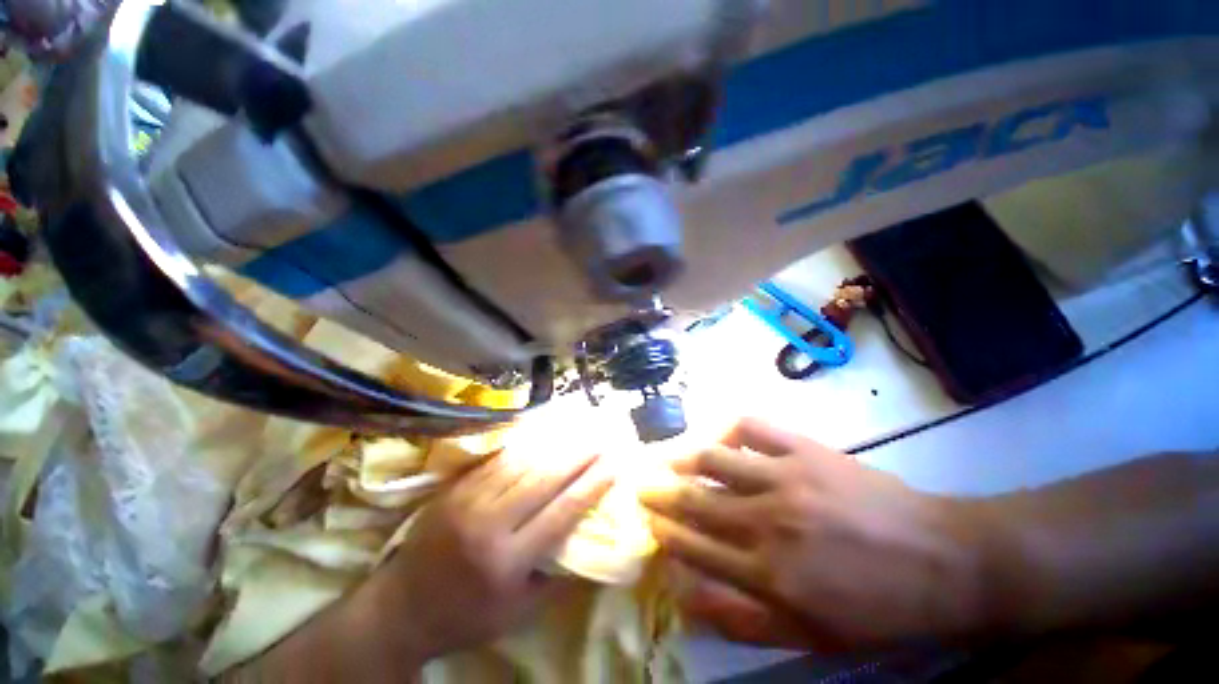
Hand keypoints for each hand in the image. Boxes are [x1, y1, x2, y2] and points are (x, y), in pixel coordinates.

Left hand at [350, 449, 614, 667]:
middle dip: (578, 456)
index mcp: (507, 562)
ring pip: (521, 464)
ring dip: (554, 446)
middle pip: (544, 480)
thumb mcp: (517, 614)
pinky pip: (498, 461)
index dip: (591, 486)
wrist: (400, 609)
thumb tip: (588, 544)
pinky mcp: (456, 488)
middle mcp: (489, 524)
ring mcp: (468, 501)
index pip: (561, 513)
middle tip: (601, 439)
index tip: (613, 465)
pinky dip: (525, 447)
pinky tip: (543, 436)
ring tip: (578, 432)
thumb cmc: (465, 616)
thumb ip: (555, 578)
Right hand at [641, 419, 995, 652]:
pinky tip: (717, 433)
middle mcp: (768, 521)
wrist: (943, 560)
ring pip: (715, 460)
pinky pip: (753, 428)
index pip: (695, 548)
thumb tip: (688, 601)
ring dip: (682, 457)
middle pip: (697, 502)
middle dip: (662, 494)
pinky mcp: (805, 449)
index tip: (648, 523)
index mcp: (769, 573)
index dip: (666, 533)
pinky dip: (727, 427)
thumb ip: (743, 619)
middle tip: (642, 486)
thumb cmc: (877, 607)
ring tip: (665, 456)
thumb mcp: (812, 635)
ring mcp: (786, 477)